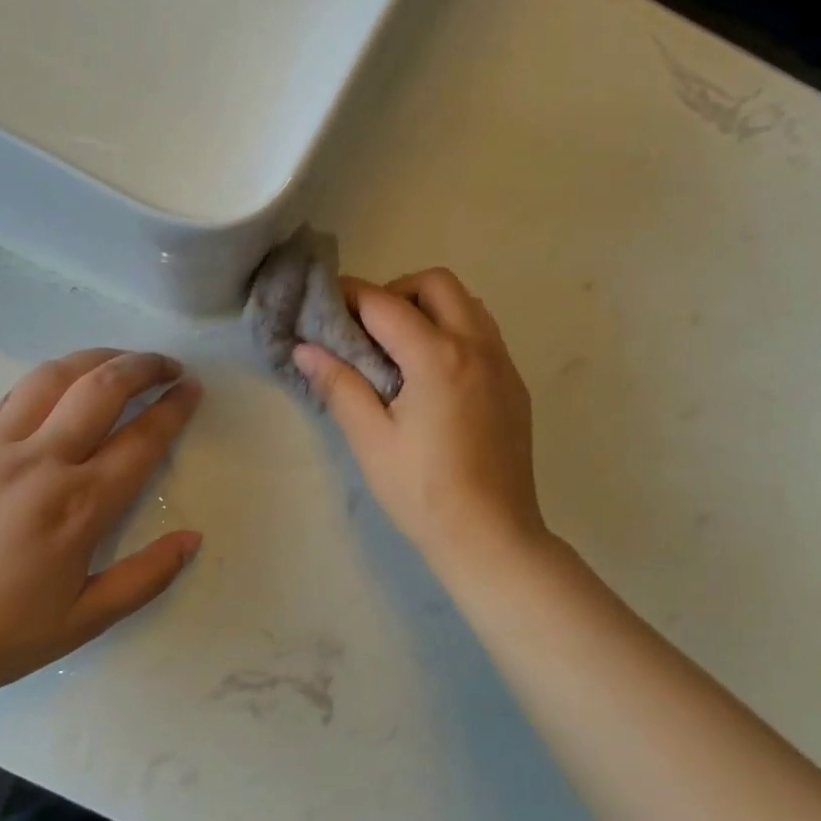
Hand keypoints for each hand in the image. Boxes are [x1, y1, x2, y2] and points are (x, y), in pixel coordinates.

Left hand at [0, 349, 202, 711]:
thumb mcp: (84, 620)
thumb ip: (146, 577)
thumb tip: (193, 539)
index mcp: (79, 506)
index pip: (142, 438)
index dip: (174, 407)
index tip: (193, 389)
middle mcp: (42, 462)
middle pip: (102, 388)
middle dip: (144, 366)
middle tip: (168, 366)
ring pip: (54, 376)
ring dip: (97, 357)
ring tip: (121, 360)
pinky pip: (13, 395)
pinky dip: (49, 380)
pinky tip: (61, 387)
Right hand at [295, 269, 544, 567]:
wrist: (492, 537)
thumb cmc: (423, 492)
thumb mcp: (371, 440)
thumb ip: (339, 385)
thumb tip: (305, 348)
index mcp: (437, 356)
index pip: (384, 304)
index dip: (349, 296)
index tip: (324, 303)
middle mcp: (476, 346)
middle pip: (436, 284)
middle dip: (396, 291)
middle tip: (369, 329)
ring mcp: (503, 364)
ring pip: (468, 304)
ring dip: (431, 307)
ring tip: (402, 347)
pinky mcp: (515, 385)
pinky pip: (485, 333)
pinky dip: (456, 330)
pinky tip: (436, 374)